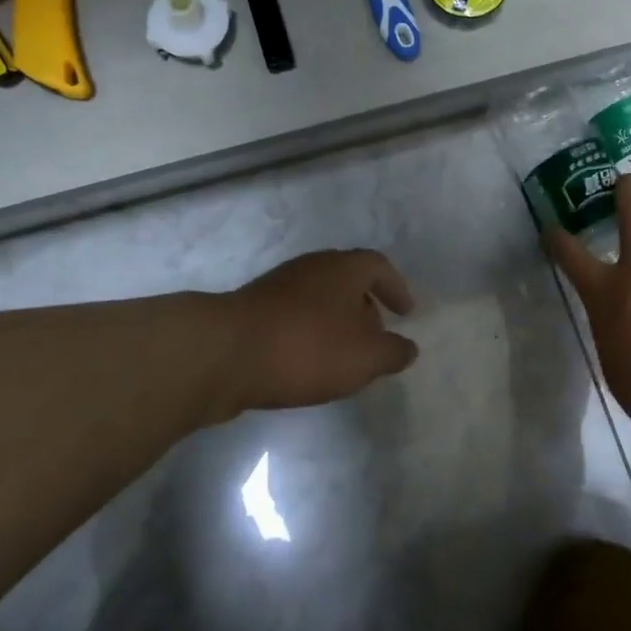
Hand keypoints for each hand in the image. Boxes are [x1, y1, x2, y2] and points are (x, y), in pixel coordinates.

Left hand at [215, 250, 418, 416]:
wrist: (223, 354)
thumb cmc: (306, 347)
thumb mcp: (364, 357)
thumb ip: (392, 352)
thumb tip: (407, 348)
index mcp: (342, 268)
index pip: (378, 266)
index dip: (395, 288)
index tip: (406, 312)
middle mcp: (311, 267)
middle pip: (346, 280)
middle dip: (365, 307)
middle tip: (375, 335)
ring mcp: (277, 286)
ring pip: (318, 299)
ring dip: (335, 323)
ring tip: (342, 356)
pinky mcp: (252, 311)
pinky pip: (293, 317)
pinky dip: (309, 334)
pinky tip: (307, 364)